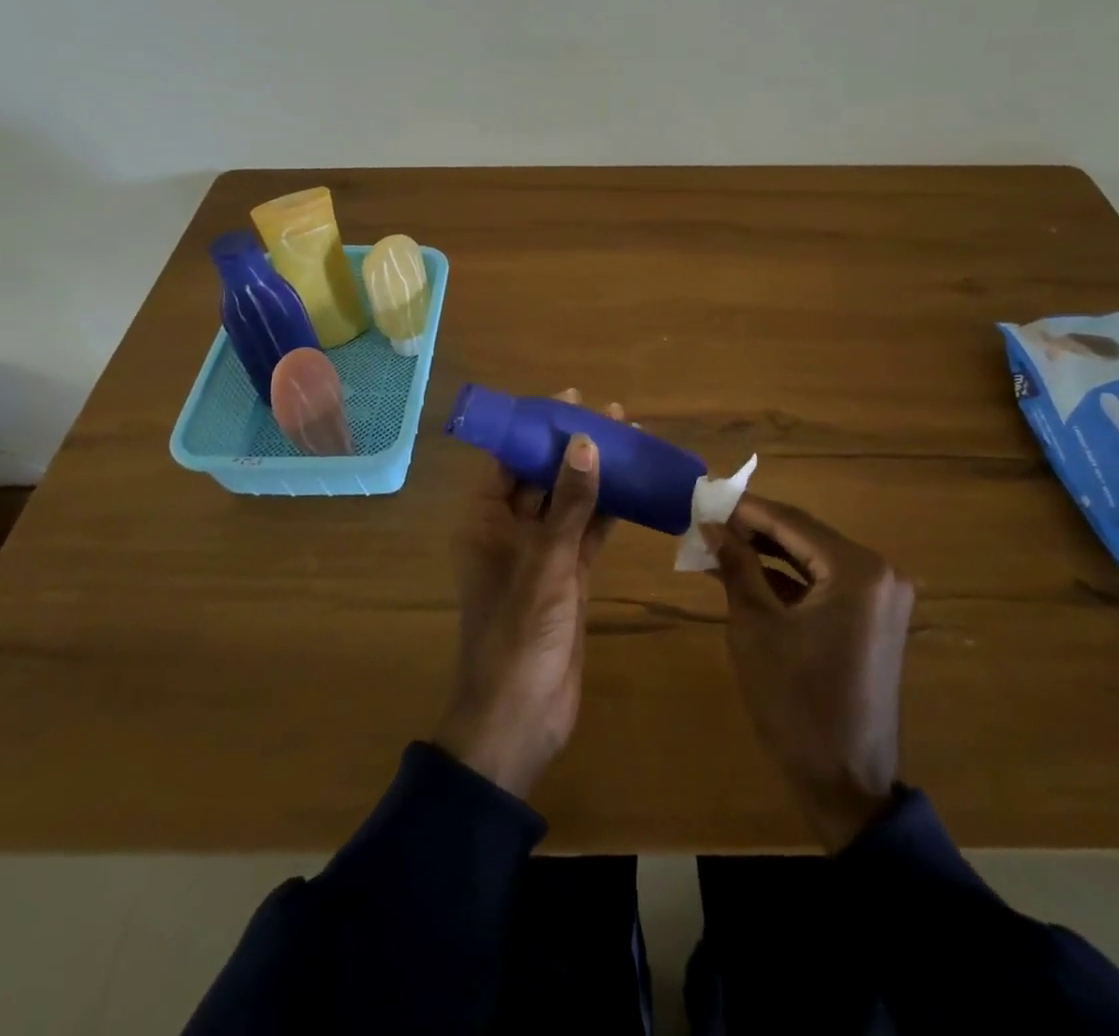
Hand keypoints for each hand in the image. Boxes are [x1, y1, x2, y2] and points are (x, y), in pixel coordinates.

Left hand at [435, 391, 622, 798]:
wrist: (521, 717)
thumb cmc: (519, 633)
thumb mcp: (547, 562)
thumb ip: (568, 503)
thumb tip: (584, 442)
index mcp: (485, 520)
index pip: (509, 459)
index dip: (537, 428)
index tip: (571, 401)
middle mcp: (508, 530)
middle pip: (542, 476)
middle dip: (574, 446)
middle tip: (612, 415)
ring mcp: (540, 555)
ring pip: (569, 503)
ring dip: (596, 476)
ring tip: (630, 440)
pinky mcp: (567, 578)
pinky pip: (587, 533)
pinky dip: (608, 512)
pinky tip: (634, 487)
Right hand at [706, 495, 915, 850]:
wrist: (845, 783)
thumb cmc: (795, 702)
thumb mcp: (755, 627)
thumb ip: (737, 566)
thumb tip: (712, 525)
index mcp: (857, 570)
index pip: (792, 522)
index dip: (745, 510)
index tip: (705, 496)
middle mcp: (879, 573)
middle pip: (805, 536)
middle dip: (755, 530)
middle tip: (708, 520)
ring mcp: (881, 597)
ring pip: (813, 558)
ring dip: (769, 553)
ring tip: (719, 544)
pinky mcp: (874, 619)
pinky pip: (826, 584)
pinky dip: (788, 579)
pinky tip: (748, 573)